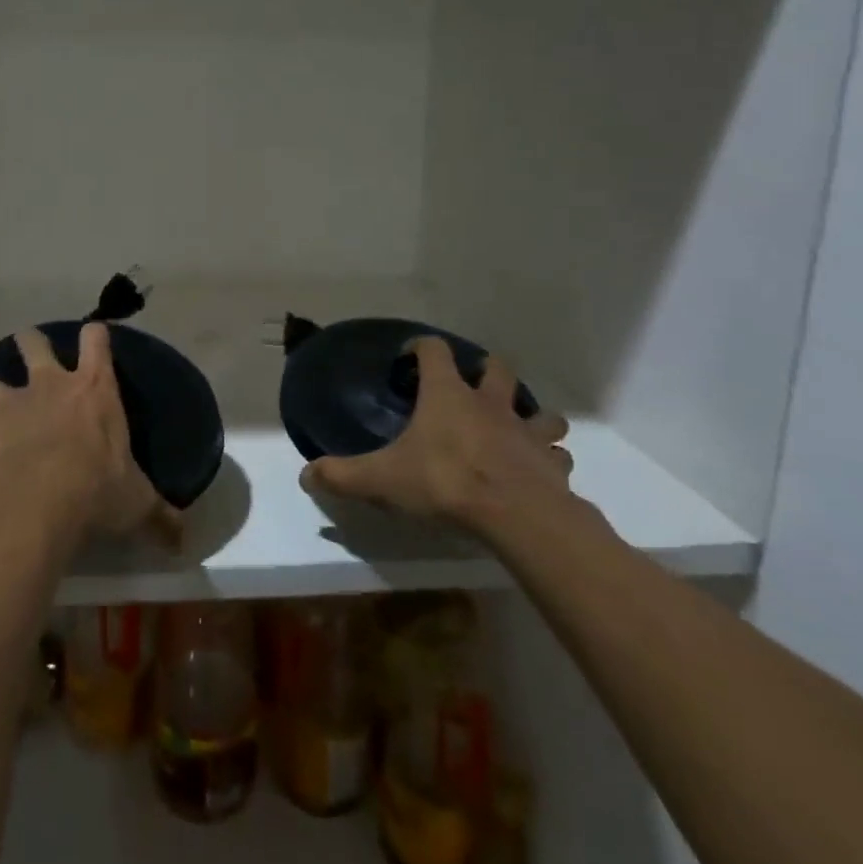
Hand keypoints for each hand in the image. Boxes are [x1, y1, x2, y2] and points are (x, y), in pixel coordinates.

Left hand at [0, 323, 176, 543]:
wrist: (39, 498)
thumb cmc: (96, 490)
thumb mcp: (137, 502)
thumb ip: (160, 517)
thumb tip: (184, 542)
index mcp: (93, 389)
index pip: (97, 341)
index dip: (95, 334)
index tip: (94, 334)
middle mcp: (50, 383)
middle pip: (34, 343)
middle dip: (28, 341)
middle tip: (25, 347)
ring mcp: (11, 401)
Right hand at [299, 337, 572, 540]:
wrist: (516, 516)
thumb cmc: (444, 482)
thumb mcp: (381, 479)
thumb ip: (342, 475)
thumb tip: (305, 476)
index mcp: (447, 396)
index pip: (434, 351)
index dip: (421, 347)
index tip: (410, 357)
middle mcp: (490, 404)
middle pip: (496, 369)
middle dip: (486, 371)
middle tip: (472, 386)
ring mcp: (526, 432)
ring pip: (540, 411)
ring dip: (530, 416)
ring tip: (516, 430)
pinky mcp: (552, 465)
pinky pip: (557, 456)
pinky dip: (549, 460)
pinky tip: (538, 472)